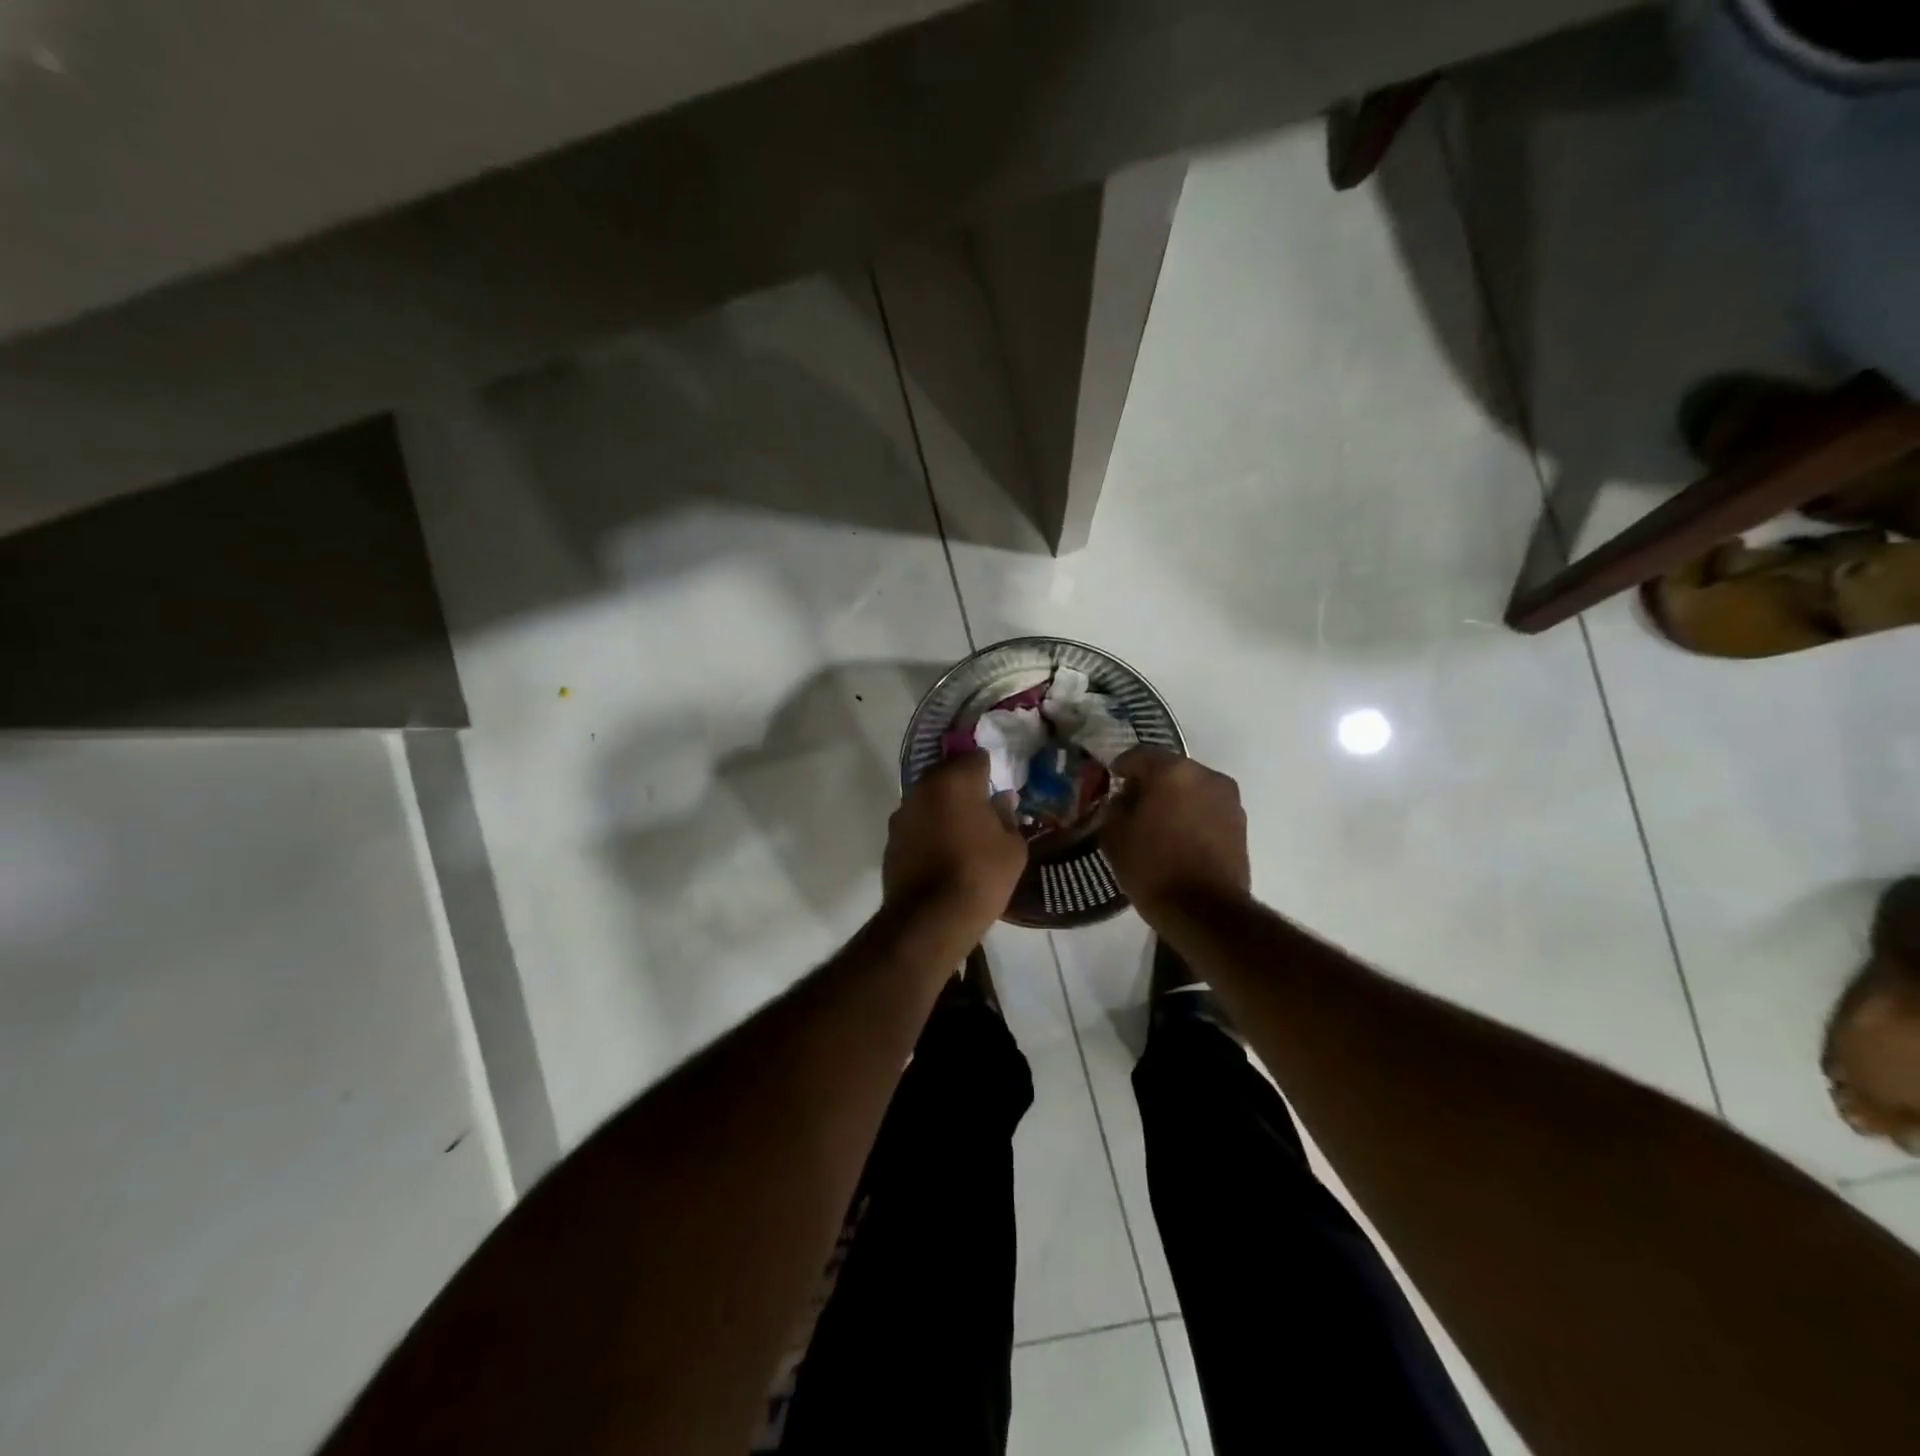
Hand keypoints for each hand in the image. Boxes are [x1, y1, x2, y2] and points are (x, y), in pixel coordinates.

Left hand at [884, 752, 1027, 934]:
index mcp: (955, 781)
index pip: (975, 757)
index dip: (990, 769)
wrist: (929, 920)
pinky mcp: (891, 839)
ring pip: (929, 798)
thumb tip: (1002, 800)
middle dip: (964, 785)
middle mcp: (923, 788)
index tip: (1000, 785)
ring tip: (964, 831)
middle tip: (984, 807)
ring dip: (944, 807)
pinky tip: (943, 851)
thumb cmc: (980, 876)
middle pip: (947, 773)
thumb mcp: (1012, 848)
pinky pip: (916, 823)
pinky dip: (929, 829)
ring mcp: (902, 813)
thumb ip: (1007, 816)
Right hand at [1104, 748, 1250, 920]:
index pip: (1137, 755)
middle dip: (1150, 783)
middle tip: (1132, 804)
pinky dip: (1192, 814)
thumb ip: (1115, 807)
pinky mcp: (1240, 822)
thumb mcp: (1114, 836)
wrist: (1204, 911)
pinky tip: (1179, 837)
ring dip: (1174, 798)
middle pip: (1169, 769)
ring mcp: (1227, 798)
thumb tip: (1125, 798)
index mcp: (1170, 771)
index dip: (1120, 767)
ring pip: (1191, 788)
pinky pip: (1207, 807)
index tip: (1111, 781)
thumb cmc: (1152, 868)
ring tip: (1158, 823)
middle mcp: (1204, 775)